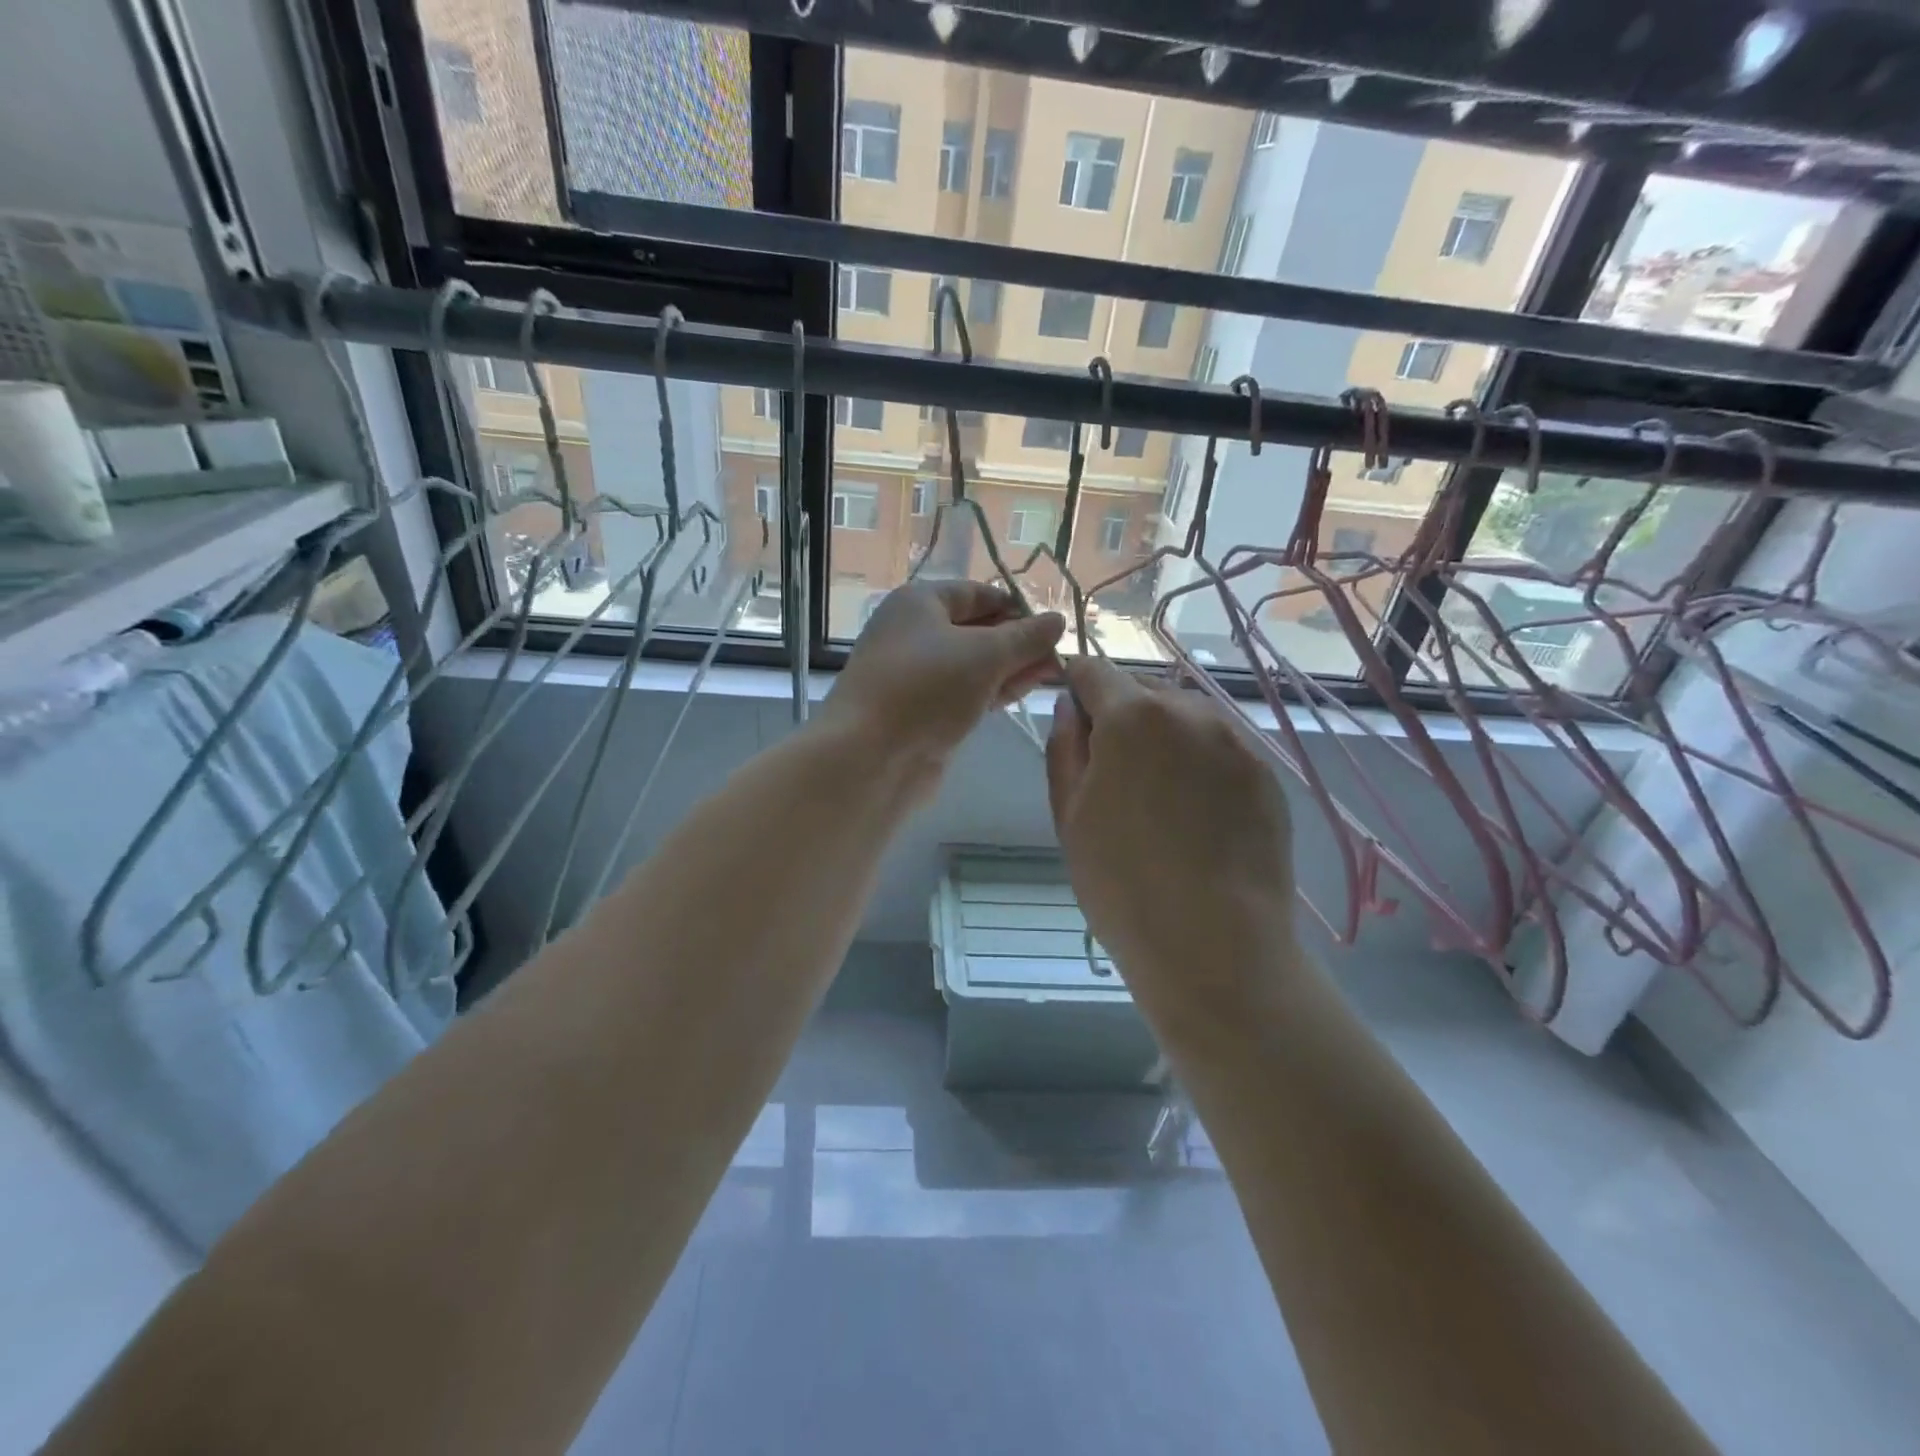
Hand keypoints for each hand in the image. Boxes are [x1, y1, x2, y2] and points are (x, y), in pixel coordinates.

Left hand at [824, 579, 1064, 771]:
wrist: (870, 756)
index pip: (978, 593)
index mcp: (920, 602)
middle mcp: (915, 633)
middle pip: (977, 629)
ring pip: (973, 664)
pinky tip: (1024, 692)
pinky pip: (965, 692)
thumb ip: (1026, 637)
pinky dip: (993, 691)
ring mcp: (917, 675)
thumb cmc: (927, 689)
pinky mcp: (922, 711)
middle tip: (1061, 657)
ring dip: (1011, 668)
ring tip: (1055, 675)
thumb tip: (1057, 620)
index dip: (1018, 607)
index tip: (1054, 628)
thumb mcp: (985, 655)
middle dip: (1019, 642)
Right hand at [1045, 656, 1297, 1023]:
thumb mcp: (1069, 816)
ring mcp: (1236, 742)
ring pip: (1186, 718)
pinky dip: (1200, 764)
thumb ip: (1064, 748)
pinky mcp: (1266, 774)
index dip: (1076, 685)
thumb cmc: (1123, 884)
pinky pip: (1220, 749)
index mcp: (1133, 717)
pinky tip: (1196, 816)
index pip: (1095, 671)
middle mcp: (1191, 712)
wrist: (1216, 946)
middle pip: (1143, 693)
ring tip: (1159, 798)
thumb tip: (1071, 709)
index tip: (1072, 715)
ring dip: (1164, 738)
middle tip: (1113, 775)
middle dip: (1121, 717)